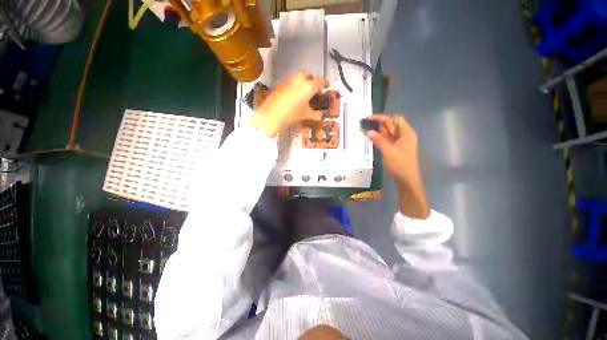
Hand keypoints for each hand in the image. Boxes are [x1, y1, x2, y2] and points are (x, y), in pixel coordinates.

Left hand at [250, 73, 328, 136]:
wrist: (273, 113)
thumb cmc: (293, 113)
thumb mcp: (306, 114)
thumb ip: (315, 115)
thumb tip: (321, 116)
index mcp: (309, 86)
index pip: (320, 82)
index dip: (324, 83)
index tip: (327, 85)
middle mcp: (300, 80)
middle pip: (308, 75)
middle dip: (312, 79)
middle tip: (314, 87)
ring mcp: (289, 80)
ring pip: (299, 77)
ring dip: (303, 81)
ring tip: (304, 90)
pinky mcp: (282, 84)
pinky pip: (291, 81)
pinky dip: (295, 85)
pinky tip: (294, 94)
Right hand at [366, 114, 429, 218]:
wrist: (406, 179)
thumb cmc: (400, 165)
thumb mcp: (388, 151)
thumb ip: (379, 140)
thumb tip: (369, 131)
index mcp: (406, 133)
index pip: (395, 119)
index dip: (383, 118)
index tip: (370, 119)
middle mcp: (404, 135)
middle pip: (392, 124)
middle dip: (380, 124)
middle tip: (367, 126)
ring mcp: (401, 142)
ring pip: (389, 132)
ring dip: (380, 130)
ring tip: (368, 131)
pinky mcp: (397, 148)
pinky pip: (388, 139)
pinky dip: (381, 137)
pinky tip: (373, 138)